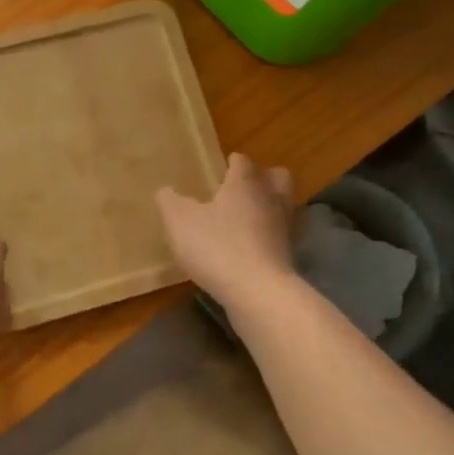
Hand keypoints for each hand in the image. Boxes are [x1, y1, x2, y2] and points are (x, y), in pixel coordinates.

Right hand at [157, 153, 296, 307]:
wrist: (258, 293)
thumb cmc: (216, 247)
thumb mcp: (179, 222)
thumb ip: (170, 202)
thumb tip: (165, 191)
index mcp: (244, 184)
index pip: (243, 162)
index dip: (233, 161)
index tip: (224, 165)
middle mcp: (269, 200)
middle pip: (277, 177)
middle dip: (264, 177)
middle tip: (243, 187)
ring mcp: (283, 229)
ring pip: (283, 206)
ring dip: (268, 207)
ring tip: (247, 218)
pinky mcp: (287, 257)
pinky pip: (279, 237)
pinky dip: (267, 237)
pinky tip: (249, 248)